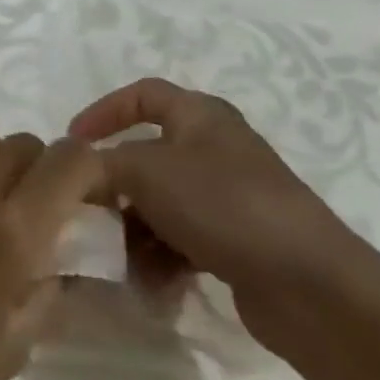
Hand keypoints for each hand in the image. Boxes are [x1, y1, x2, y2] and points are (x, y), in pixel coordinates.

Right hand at [70, 78, 379, 352]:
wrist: (307, 284)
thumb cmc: (222, 205)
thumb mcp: (146, 171)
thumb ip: (98, 165)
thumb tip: (72, 172)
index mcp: (201, 117)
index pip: (144, 95)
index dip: (103, 111)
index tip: (71, 143)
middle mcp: (215, 150)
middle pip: (145, 157)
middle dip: (113, 186)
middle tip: (86, 210)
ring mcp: (227, 198)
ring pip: (158, 204)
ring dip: (132, 229)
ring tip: (117, 258)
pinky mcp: (235, 241)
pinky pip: (180, 240)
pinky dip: (159, 256)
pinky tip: (150, 282)